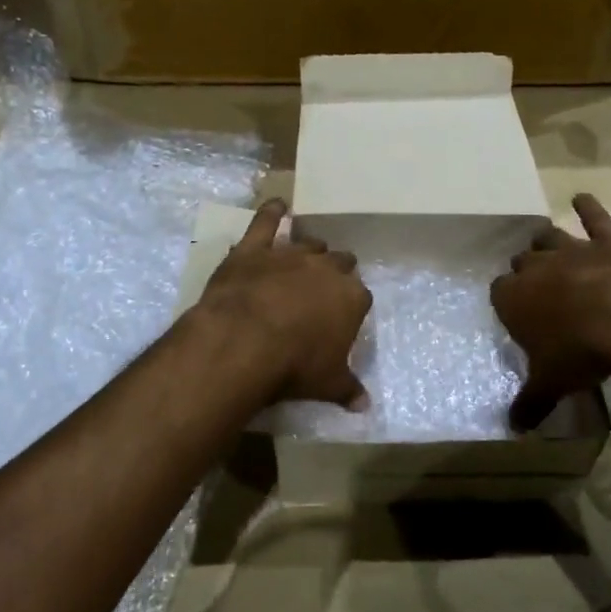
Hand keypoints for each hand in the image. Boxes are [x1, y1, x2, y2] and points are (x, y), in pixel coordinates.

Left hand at [197, 199, 372, 409]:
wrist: (245, 342)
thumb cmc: (294, 366)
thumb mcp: (327, 384)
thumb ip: (348, 389)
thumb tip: (365, 406)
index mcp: (351, 298)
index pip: (361, 296)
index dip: (352, 305)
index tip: (344, 316)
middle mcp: (325, 269)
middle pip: (340, 262)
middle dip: (336, 271)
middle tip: (326, 286)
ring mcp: (290, 255)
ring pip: (309, 244)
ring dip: (310, 250)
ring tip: (307, 256)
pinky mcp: (255, 249)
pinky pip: (266, 222)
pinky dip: (272, 213)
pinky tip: (278, 205)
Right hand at [493, 194, 610, 434]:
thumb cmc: (578, 353)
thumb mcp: (551, 385)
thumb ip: (531, 404)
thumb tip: (515, 429)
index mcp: (514, 299)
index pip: (498, 293)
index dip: (506, 302)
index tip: (514, 313)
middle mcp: (536, 268)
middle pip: (522, 262)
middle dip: (526, 270)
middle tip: (535, 285)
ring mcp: (571, 249)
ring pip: (548, 236)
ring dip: (546, 240)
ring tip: (545, 244)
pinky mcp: (607, 240)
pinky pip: (594, 217)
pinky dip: (589, 206)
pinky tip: (582, 197)